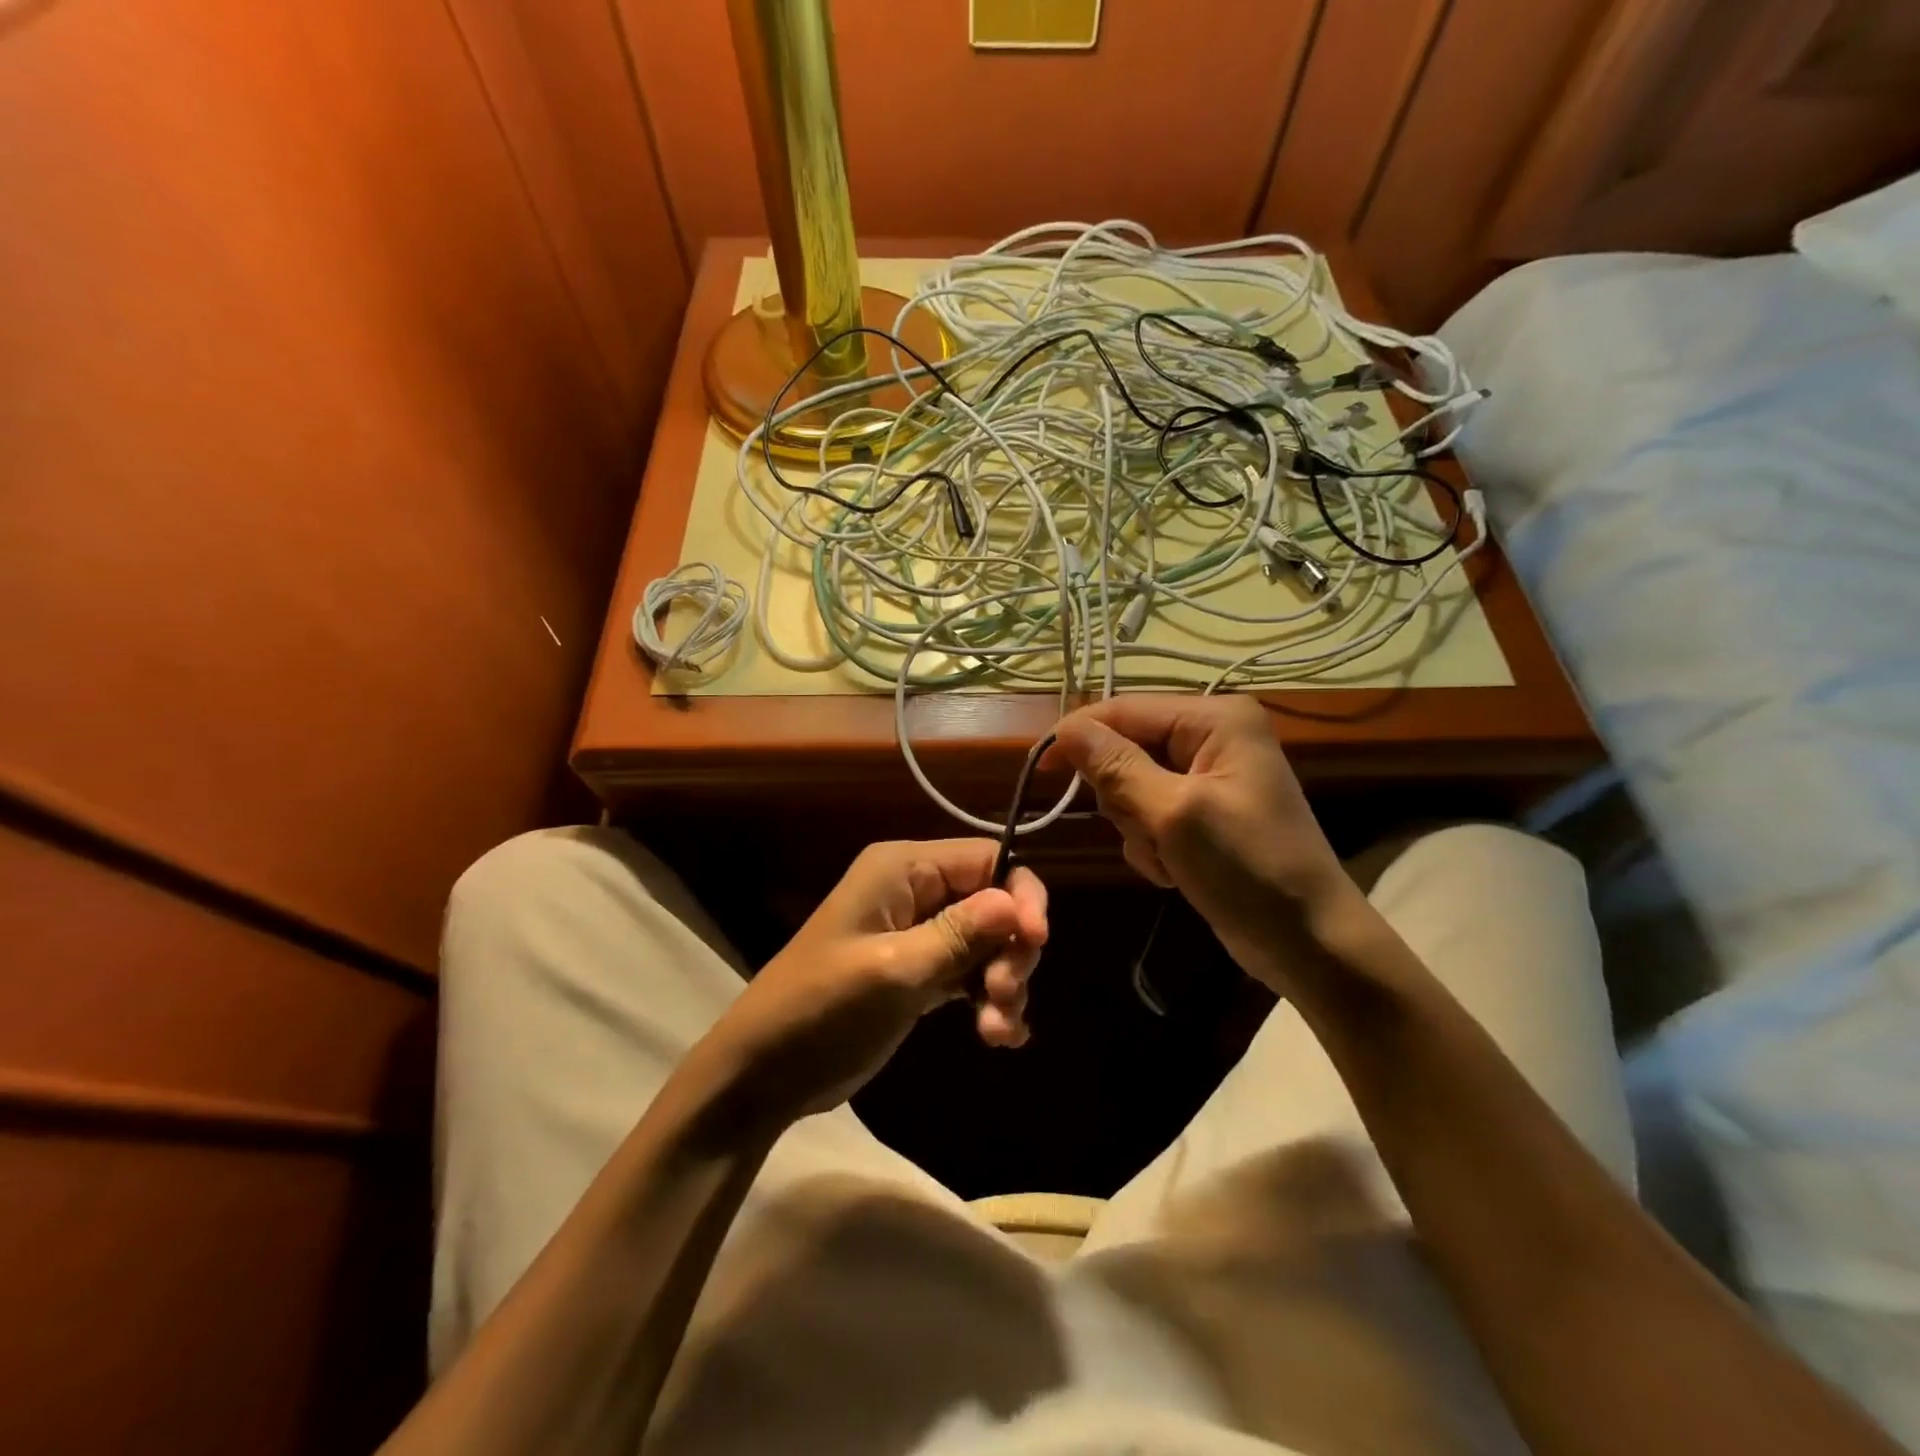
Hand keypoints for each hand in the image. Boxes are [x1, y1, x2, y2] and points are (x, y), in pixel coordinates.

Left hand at [690, 840, 1047, 1127]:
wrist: (764, 1073)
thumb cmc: (821, 1009)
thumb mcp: (893, 972)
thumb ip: (957, 935)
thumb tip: (1015, 901)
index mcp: (902, 869)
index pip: (986, 859)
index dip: (1020, 894)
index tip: (1036, 941)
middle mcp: (914, 892)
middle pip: (993, 901)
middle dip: (1010, 947)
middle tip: (1005, 995)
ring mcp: (917, 934)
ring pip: (987, 942)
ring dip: (1003, 982)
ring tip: (996, 1029)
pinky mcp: (919, 973)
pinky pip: (970, 974)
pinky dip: (988, 1001)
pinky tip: (999, 1037)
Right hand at [1048, 695, 1361, 992]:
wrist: (1308, 942)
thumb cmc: (1248, 868)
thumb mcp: (1174, 814)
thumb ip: (1116, 766)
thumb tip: (1064, 727)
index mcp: (1215, 719)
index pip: (1125, 710)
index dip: (1078, 735)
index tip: (1039, 770)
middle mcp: (1211, 737)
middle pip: (1125, 749)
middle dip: (1125, 798)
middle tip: (1151, 831)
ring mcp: (1206, 777)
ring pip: (1130, 788)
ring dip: (1139, 829)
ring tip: (1173, 857)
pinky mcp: (1200, 813)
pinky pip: (1148, 816)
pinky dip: (1152, 846)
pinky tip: (1179, 870)